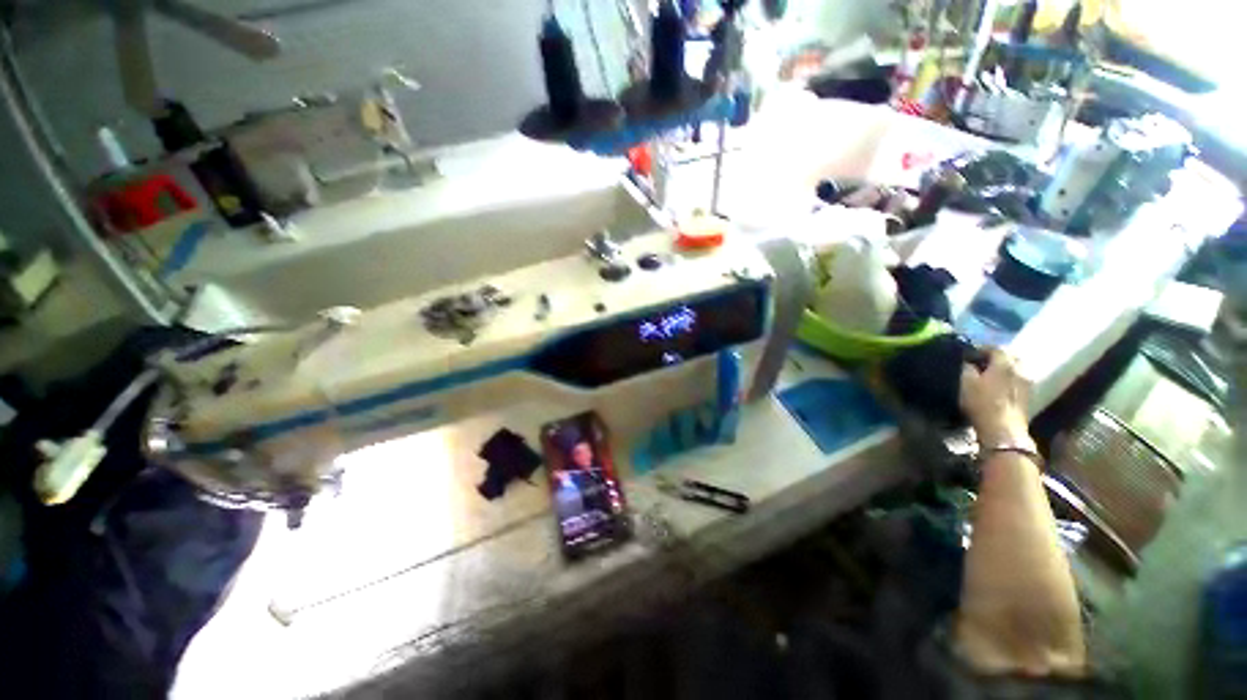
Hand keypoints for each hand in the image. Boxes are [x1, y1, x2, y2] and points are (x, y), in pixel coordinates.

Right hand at [960, 348, 1032, 447]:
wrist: (1003, 429)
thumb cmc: (982, 403)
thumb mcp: (966, 383)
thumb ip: (966, 367)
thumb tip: (967, 361)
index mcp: (1005, 363)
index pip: (995, 348)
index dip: (981, 348)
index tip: (969, 353)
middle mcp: (1020, 369)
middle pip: (1010, 356)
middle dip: (996, 357)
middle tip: (981, 362)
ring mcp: (1027, 382)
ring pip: (1017, 368)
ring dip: (1004, 368)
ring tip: (990, 374)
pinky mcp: (1028, 395)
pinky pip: (1019, 379)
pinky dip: (1010, 378)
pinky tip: (1000, 385)